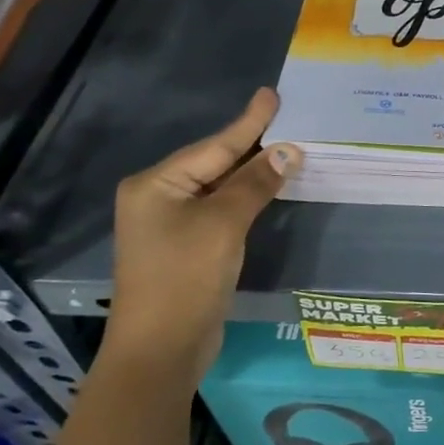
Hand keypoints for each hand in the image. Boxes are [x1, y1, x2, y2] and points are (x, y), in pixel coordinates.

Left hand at [107, 88, 301, 378]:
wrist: (161, 350)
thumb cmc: (185, 278)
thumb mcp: (223, 224)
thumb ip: (255, 183)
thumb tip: (288, 151)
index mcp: (156, 185)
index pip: (214, 146)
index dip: (249, 122)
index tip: (271, 94)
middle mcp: (159, 198)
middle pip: (215, 163)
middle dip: (252, 145)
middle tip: (286, 117)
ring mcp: (171, 225)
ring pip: (220, 188)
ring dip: (252, 172)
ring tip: (285, 147)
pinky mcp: (187, 248)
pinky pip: (222, 210)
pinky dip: (247, 198)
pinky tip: (268, 188)